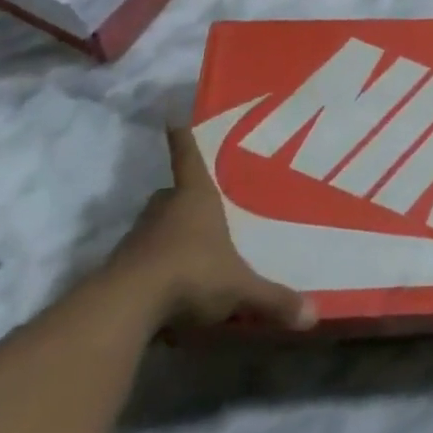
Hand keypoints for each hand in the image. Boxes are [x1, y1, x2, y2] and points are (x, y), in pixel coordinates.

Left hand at [111, 126, 315, 332]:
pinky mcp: (119, 268)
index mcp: (195, 197)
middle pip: (170, 193)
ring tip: (186, 253)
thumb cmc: (191, 273)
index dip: (182, 138)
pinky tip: (165, 290)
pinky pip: (141, 260)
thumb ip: (273, 299)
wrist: (127, 305)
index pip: (188, 157)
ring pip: (153, 227)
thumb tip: (313, 314)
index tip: (171, 117)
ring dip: (166, 235)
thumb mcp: (240, 289)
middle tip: (197, 206)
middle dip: (181, 198)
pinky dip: (152, 268)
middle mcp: (164, 209)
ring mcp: (138, 237)